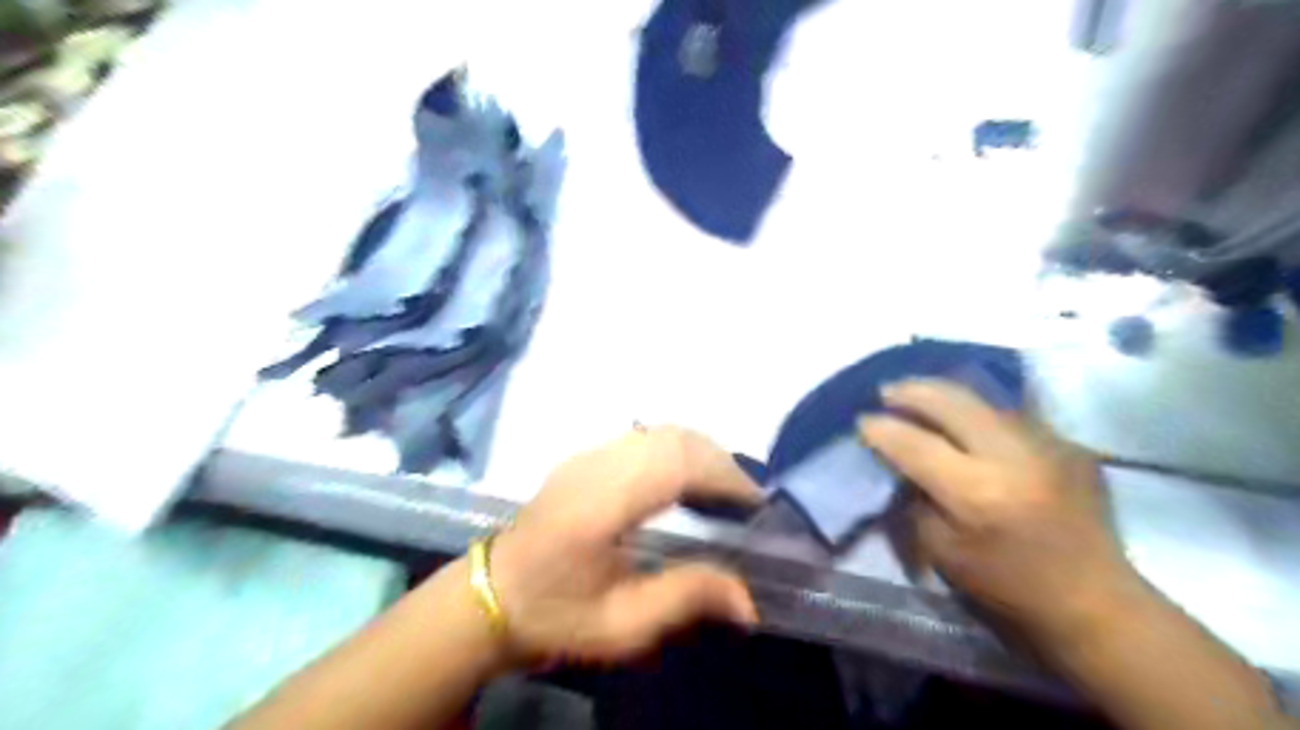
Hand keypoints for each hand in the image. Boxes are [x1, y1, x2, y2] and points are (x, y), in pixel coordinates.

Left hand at [485, 428, 763, 666]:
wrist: (491, 595)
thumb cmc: (555, 614)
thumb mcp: (621, 626)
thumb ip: (685, 599)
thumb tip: (749, 600)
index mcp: (600, 504)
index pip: (675, 464)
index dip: (723, 476)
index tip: (755, 505)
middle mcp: (595, 466)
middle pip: (673, 438)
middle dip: (720, 462)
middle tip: (745, 501)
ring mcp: (587, 455)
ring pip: (660, 431)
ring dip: (700, 453)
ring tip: (722, 493)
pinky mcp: (585, 456)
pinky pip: (644, 438)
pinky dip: (678, 451)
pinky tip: (685, 483)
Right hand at [862, 378, 1138, 641]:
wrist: (1093, 597)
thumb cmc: (1006, 584)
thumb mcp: (941, 551)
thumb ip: (915, 498)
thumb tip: (900, 460)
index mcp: (977, 492)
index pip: (915, 443)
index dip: (881, 429)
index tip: (861, 420)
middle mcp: (1012, 456)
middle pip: (951, 402)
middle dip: (911, 391)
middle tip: (887, 392)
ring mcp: (1045, 443)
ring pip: (981, 399)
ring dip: (943, 393)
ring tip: (918, 394)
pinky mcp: (1065, 442)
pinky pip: (1008, 413)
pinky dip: (975, 410)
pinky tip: (963, 418)